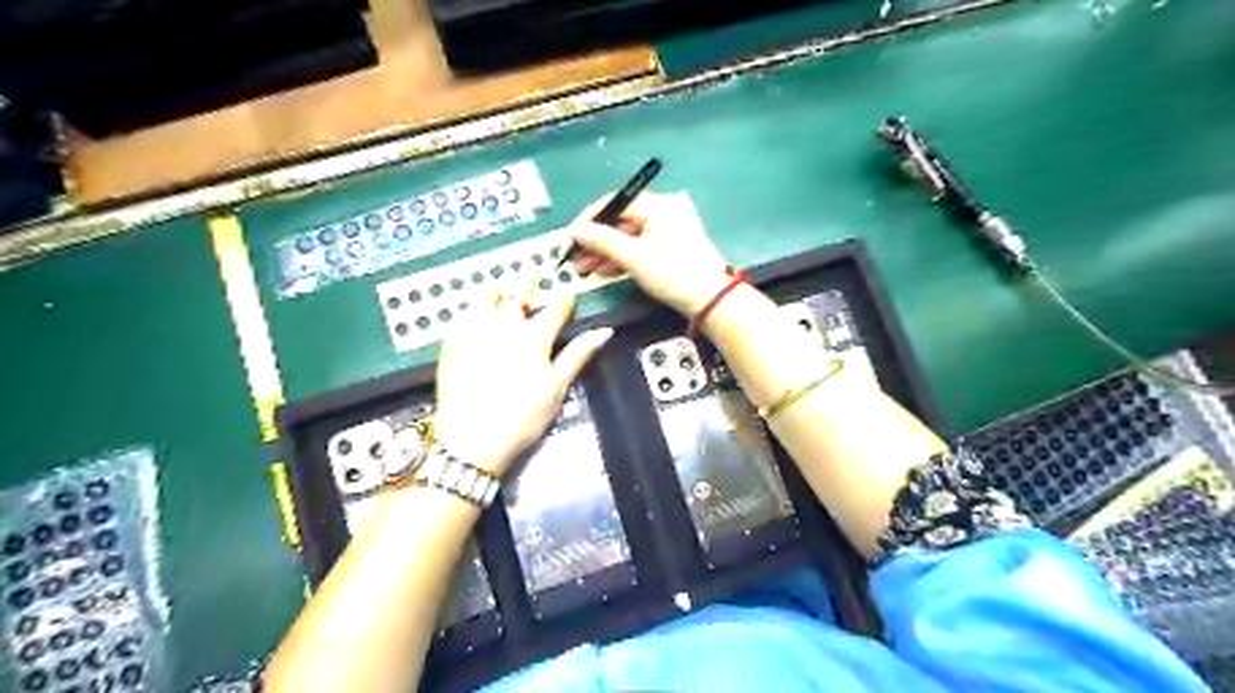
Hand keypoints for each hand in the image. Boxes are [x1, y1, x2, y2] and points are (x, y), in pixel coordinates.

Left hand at [430, 286, 614, 476]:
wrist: (473, 437)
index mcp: (535, 336)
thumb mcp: (557, 387)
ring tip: (501, 285)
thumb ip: (578, 355)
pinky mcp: (453, 342)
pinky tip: (474, 311)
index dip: (565, 299)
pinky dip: (472, 308)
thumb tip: (603, 332)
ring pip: (487, 297)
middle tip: (532, 269)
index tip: (568, 295)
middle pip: (519, 294)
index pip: (556, 308)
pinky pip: (463, 315)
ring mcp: (476, 331)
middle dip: (528, 281)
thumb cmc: (523, 416)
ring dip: (497, 289)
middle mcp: (505, 325)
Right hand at [569, 192, 731, 314]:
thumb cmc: (673, 272)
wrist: (710, 300)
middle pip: (620, 222)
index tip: (570, 235)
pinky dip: (620, 260)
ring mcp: (666, 234)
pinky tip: (603, 272)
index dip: (589, 218)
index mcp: (657, 206)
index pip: (615, 202)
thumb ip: (602, 240)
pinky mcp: (668, 252)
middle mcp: (662, 214)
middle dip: (594, 240)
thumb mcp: (633, 256)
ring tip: (583, 269)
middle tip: (573, 256)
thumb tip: (576, 230)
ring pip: (627, 238)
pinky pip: (638, 250)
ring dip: (604, 252)